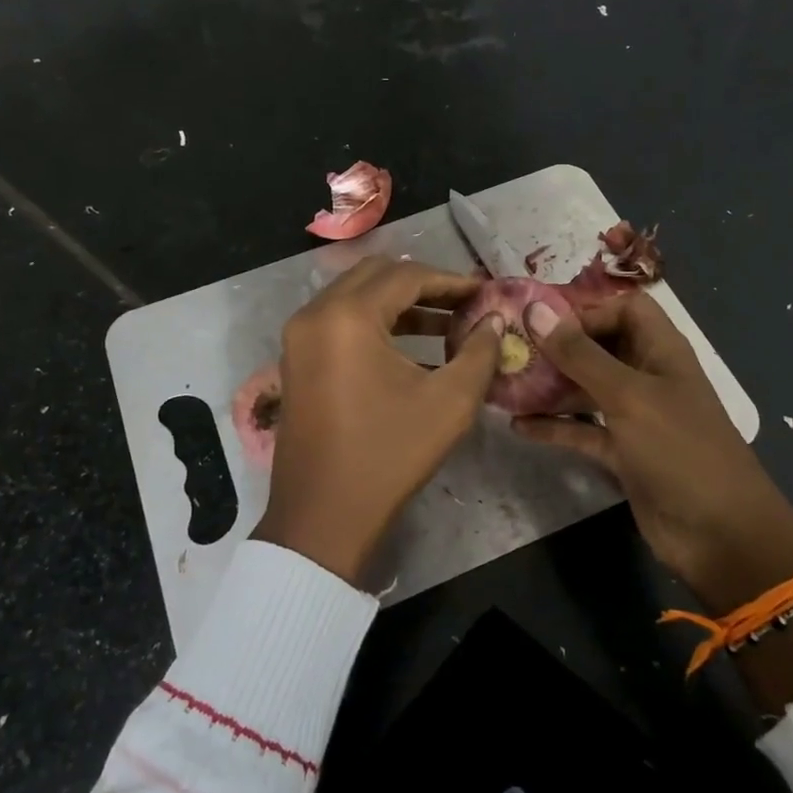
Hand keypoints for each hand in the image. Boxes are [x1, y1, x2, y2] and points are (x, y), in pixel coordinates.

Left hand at [255, 257, 502, 585]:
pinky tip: (413, 349)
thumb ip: (480, 352)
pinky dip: (375, 324)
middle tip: (464, 303)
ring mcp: (300, 337)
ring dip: (399, 304)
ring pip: (355, 297)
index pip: (407, 276)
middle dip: (424, 284)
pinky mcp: (297, 360)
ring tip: (447, 324)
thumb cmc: (389, 455)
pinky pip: (340, 322)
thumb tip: (496, 321)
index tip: (486, 291)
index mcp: (348, 316)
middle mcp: (315, 313)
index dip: (451, 280)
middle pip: (376, 276)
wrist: (322, 516)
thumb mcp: (449, 403)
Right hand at [513, 292, 792, 609]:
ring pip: (586, 389)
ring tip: (505, 385)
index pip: (622, 309)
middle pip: (599, 347)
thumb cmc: (679, 449)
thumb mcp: (628, 396)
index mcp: (661, 351)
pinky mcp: (622, 453)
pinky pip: (582, 429)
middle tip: (510, 351)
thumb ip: (580, 354)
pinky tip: (518, 426)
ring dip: (549, 386)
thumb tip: (536, 310)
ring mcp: (635, 417)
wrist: (719, 534)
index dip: (585, 310)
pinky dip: (554, 426)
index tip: (539, 323)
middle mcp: (647, 376)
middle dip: (557, 348)